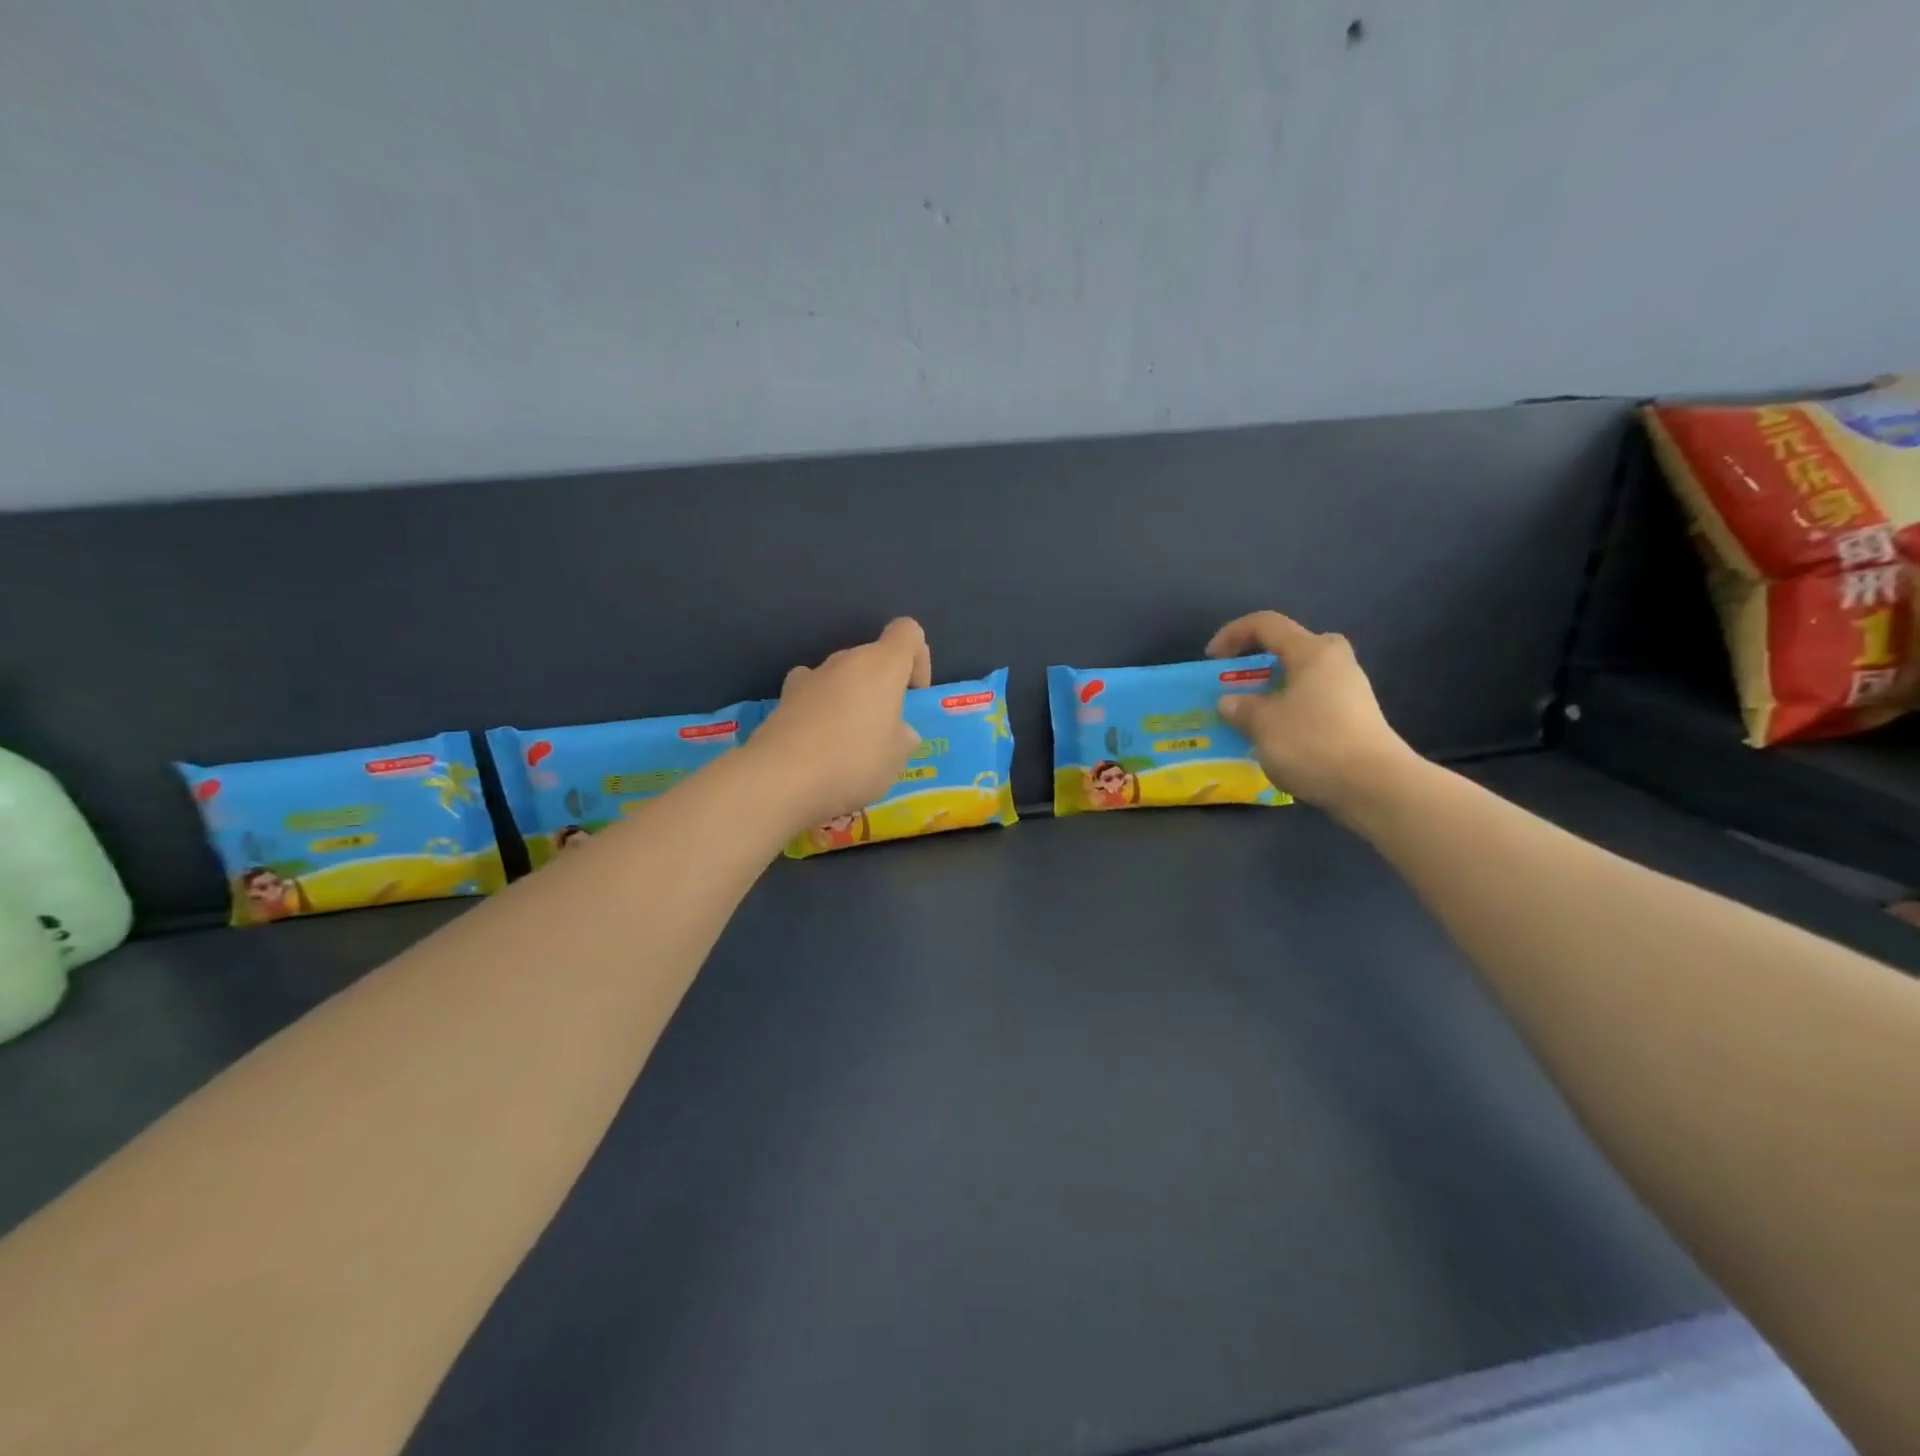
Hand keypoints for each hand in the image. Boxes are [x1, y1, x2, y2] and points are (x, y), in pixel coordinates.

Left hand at [749, 618, 931, 834]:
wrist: (781, 779)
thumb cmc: (854, 761)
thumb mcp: (897, 758)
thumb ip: (903, 737)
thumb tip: (897, 731)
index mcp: (882, 665)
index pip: (907, 632)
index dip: (918, 658)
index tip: (913, 696)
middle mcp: (845, 661)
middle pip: (872, 659)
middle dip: (882, 689)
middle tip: (884, 732)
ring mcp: (809, 677)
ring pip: (841, 678)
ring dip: (850, 701)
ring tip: (848, 745)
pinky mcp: (783, 699)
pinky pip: (813, 697)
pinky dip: (819, 713)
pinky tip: (817, 745)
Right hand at [1207, 610, 1419, 817]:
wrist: (1375, 786)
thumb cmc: (1313, 743)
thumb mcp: (1263, 725)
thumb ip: (1241, 708)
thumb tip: (1230, 702)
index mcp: (1312, 651)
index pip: (1265, 624)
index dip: (1232, 634)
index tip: (1211, 660)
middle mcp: (1335, 661)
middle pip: (1290, 648)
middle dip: (1258, 663)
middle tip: (1239, 686)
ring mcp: (1350, 689)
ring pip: (1301, 677)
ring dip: (1272, 691)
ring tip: (1251, 718)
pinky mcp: (1356, 717)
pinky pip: (1313, 701)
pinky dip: (1289, 711)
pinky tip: (1277, 738)